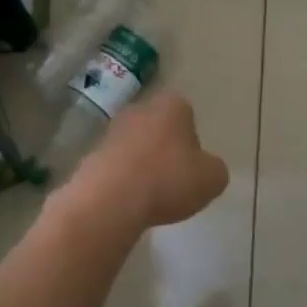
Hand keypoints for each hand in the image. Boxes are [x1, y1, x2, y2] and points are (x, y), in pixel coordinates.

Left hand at [63, 90, 229, 230]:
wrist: (110, 199)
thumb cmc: (168, 180)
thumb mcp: (212, 179)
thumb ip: (214, 169)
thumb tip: (205, 168)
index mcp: (172, 105)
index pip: (187, 115)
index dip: (192, 140)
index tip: (192, 166)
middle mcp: (140, 109)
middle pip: (159, 127)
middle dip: (165, 149)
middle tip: (173, 180)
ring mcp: (112, 130)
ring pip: (136, 146)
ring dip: (142, 165)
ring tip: (150, 195)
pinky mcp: (92, 154)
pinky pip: (116, 166)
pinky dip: (123, 180)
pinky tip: (128, 201)